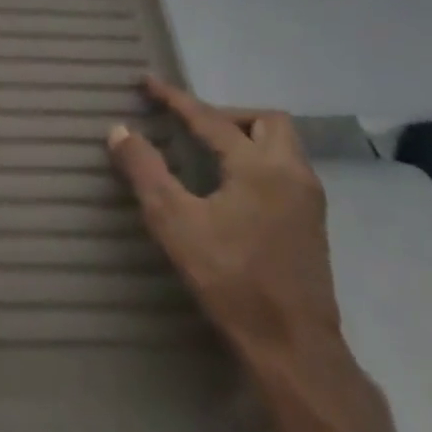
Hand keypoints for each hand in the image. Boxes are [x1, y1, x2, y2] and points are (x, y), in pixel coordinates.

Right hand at [107, 77, 338, 359]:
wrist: (294, 349)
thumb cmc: (231, 280)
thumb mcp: (174, 223)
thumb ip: (145, 171)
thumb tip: (119, 130)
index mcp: (260, 167)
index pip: (211, 118)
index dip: (176, 98)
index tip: (147, 83)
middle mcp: (292, 174)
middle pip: (266, 120)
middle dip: (226, 114)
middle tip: (190, 126)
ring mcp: (308, 201)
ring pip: (281, 145)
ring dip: (245, 136)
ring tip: (206, 151)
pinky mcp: (311, 225)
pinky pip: (285, 169)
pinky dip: (256, 160)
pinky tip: (230, 186)